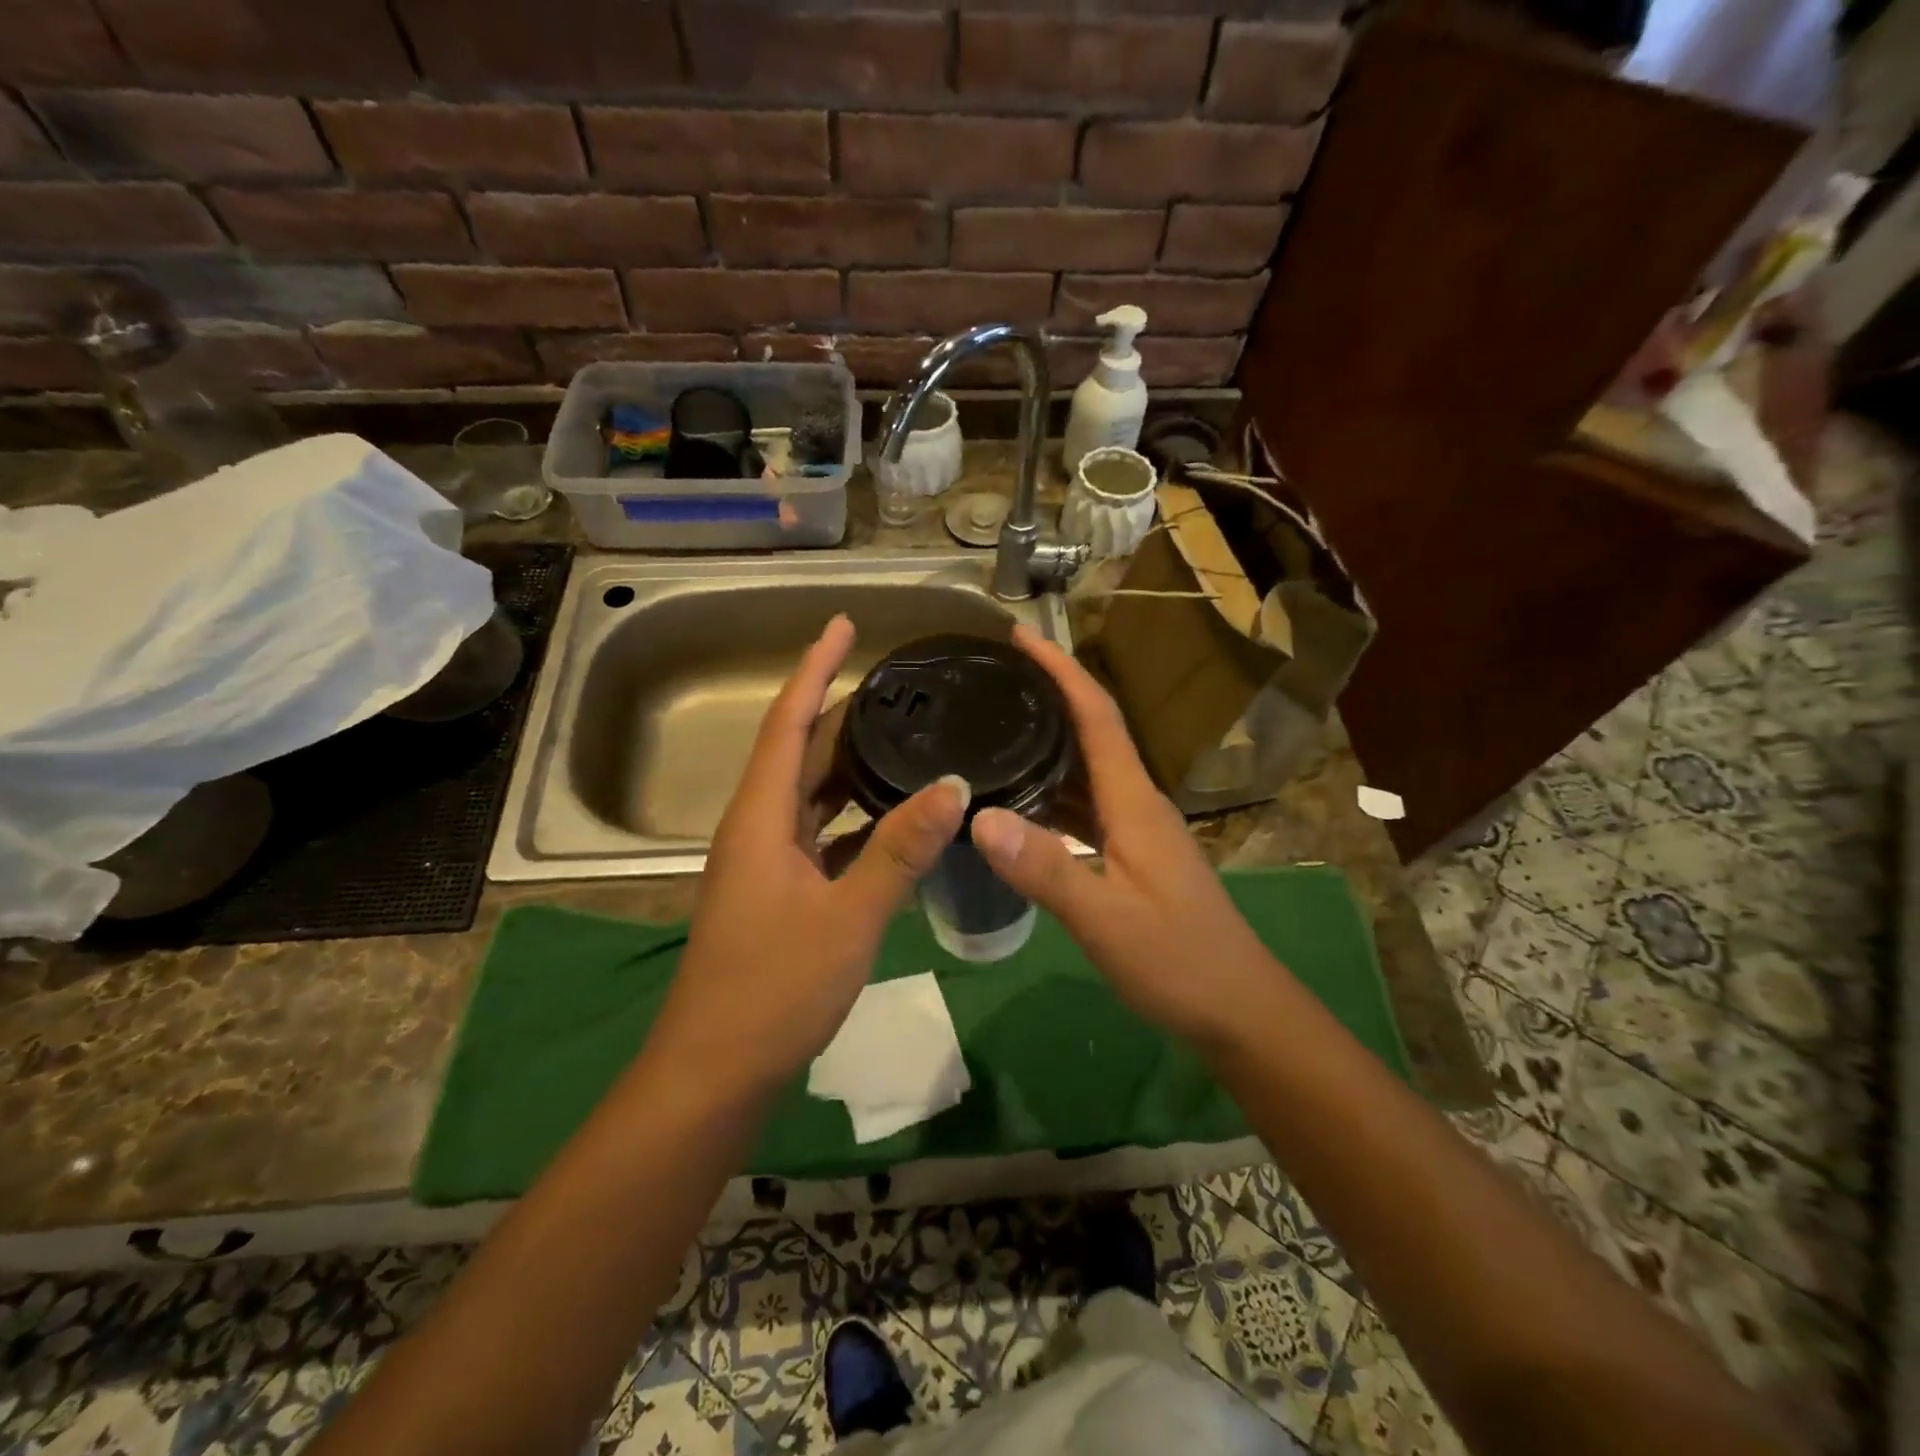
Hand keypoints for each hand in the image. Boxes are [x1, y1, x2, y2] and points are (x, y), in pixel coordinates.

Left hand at [651, 615, 967, 1094]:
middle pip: (797, 753)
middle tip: (893, 685)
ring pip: (809, 796)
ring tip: (899, 737)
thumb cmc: (774, 989)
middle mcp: (756, 829)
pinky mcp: (778, 894)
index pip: (787, 723)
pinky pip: (818, 836)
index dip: (813, 669)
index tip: (841, 625)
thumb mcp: (849, 917)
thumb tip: (953, 785)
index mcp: (760, 819)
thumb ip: (900, 849)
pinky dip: (852, 818)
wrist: (716, 1071)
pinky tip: (892, 820)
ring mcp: (765, 864)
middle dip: (836, 711)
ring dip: (847, 765)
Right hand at [968, 626, 1285, 1049]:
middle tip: (991, 679)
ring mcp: (1137, 830)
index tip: (1021, 636)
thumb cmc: (1178, 960)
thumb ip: (1045, 868)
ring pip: (1087, 771)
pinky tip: (1021, 803)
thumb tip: (979, 815)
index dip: (1061, 670)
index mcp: (1134, 801)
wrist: (1239, 1009)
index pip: (1097, 715)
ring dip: (1048, 744)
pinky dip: (1052, 792)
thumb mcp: (1105, 919)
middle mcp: (1137, 803)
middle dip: (1048, 696)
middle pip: (1092, 732)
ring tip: (994, 729)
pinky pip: (1086, 806)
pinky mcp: (1133, 856)